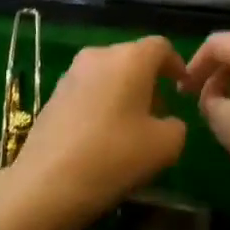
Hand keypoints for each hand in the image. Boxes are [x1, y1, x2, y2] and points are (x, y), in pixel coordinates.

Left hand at [0, 36, 188, 229]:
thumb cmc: (115, 156)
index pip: (160, 47)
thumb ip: (176, 125)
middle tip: (159, 112)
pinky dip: (101, 104)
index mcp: (130, 59)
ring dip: (123, 93)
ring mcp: (70, 75)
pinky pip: (87, 91)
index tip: (182, 87)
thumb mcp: (166, 146)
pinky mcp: (52, 96)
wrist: (47, 183)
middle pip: (132, 59)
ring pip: (107, 75)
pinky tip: (102, 136)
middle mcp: (98, 56)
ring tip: (131, 127)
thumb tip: (166, 122)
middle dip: (149, 81)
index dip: (176, 64)